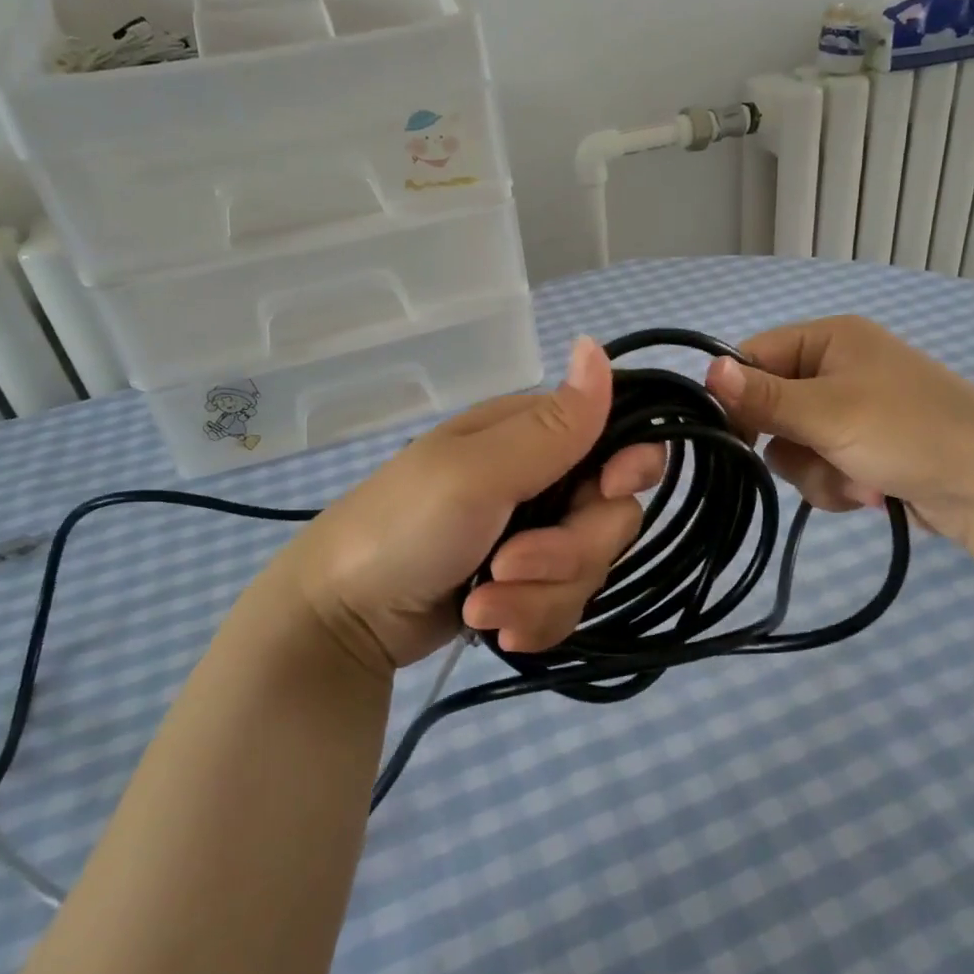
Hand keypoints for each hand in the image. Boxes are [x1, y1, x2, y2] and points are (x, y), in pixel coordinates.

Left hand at [272, 337, 662, 674]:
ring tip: (482, 606)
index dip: (630, 467)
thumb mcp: (477, 473)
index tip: (606, 491)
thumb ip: (551, 426)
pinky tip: (493, 629)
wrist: (343, 616)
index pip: (619, 438)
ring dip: (539, 596)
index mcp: (534, 437)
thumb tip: (596, 345)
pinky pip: (567, 607)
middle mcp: (545, 482)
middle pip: (612, 517)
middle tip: (507, 564)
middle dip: (566, 553)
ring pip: (591, 570)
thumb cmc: (403, 526)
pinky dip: (532, 621)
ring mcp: (536, 537)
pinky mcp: (528, 586)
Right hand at [703, 314, 973, 544]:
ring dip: (816, 471)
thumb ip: (764, 397)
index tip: (733, 433)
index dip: (738, 395)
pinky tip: (871, 491)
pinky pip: (819, 467)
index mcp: (830, 340)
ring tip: (857, 478)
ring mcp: (851, 412)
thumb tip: (707, 370)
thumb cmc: (908, 431)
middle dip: (790, 443)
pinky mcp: (863, 449)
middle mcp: (837, 369)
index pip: (754, 357)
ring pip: (792, 446)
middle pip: (770, 407)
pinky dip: (838, 484)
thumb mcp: (829, 412)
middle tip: (815, 453)